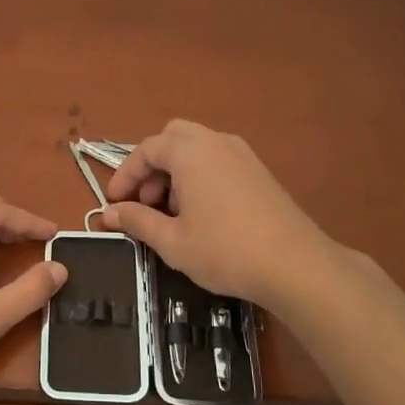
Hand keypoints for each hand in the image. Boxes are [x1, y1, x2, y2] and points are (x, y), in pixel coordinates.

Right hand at [94, 120, 331, 305]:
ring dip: (175, 172)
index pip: (146, 149)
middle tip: (144, 202)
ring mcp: (242, 154)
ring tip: (171, 213)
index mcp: (190, 152)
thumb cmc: (225, 250)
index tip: (114, 203)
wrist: (296, 265)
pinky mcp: (259, 171)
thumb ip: (137, 221)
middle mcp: (216, 142)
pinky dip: (199, 176)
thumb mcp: (172, 241)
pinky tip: (201, 214)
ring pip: (196, 149)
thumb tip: (109, 214)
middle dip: (151, 167)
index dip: (125, 175)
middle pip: (172, 139)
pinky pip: (217, 160)